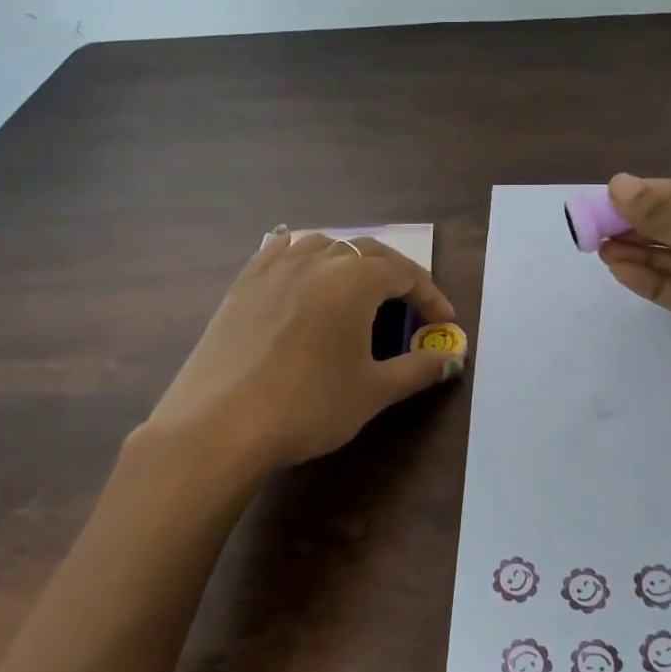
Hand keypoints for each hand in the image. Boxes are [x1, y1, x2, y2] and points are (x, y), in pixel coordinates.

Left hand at [146, 229, 464, 472]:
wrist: (219, 425)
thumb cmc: (308, 406)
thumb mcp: (373, 391)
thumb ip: (418, 369)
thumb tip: (451, 359)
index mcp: (353, 280)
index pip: (404, 273)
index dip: (430, 296)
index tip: (444, 323)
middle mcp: (315, 261)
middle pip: (366, 251)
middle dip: (395, 274)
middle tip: (410, 307)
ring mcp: (273, 269)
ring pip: (322, 245)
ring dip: (349, 261)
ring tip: (357, 290)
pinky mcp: (241, 285)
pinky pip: (279, 253)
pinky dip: (301, 257)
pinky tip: (301, 273)